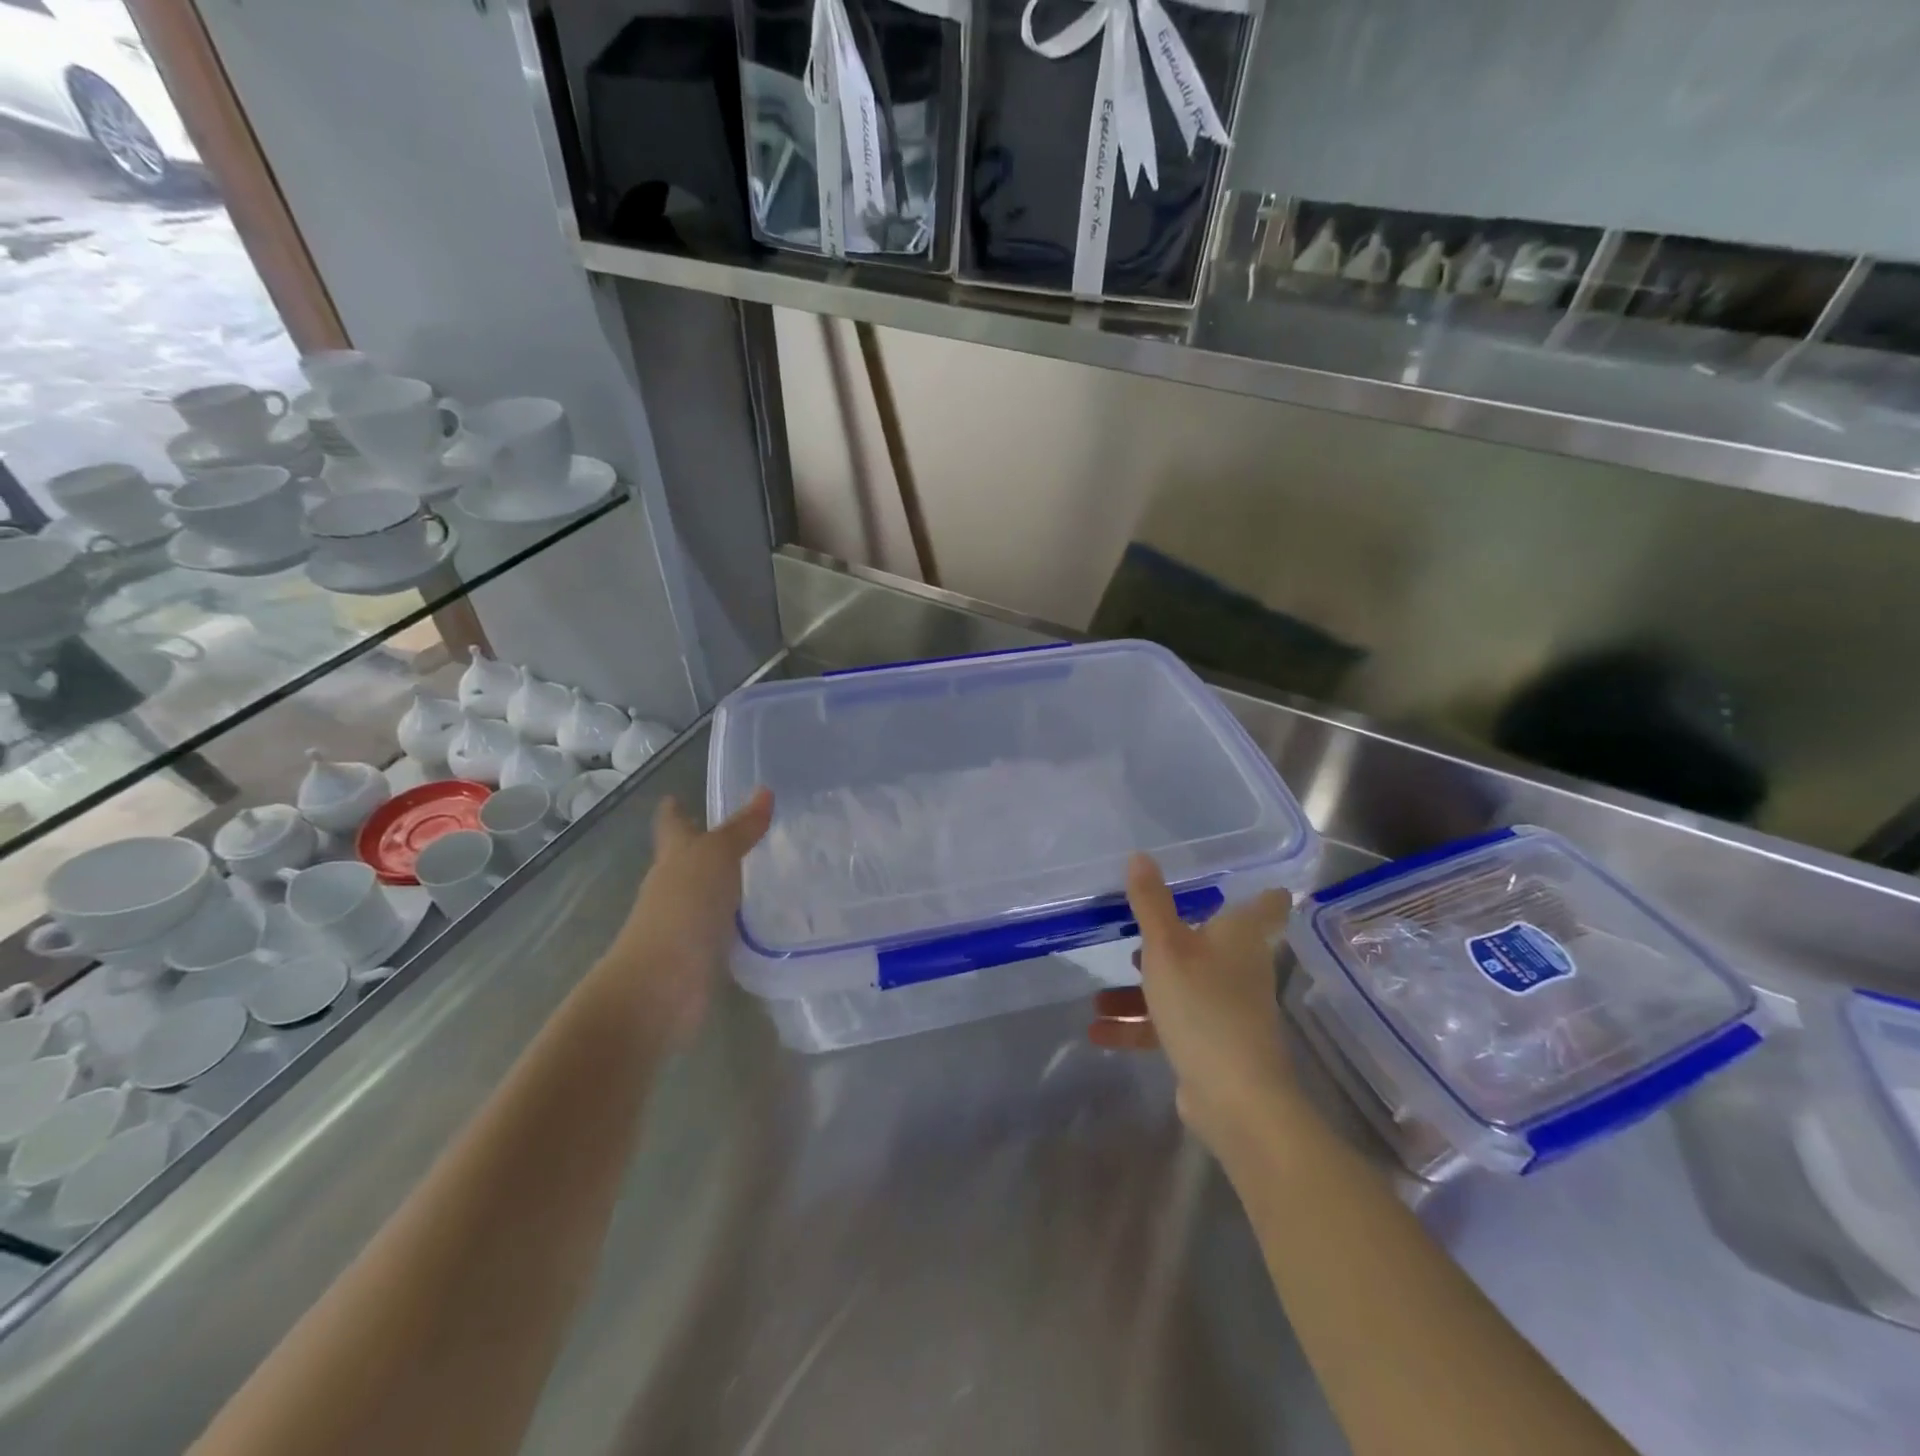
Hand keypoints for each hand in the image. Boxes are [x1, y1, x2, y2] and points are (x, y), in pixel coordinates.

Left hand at [608, 788, 772, 1047]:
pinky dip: (738, 921)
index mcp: (673, 857)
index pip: (672, 825)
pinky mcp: (703, 955)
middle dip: (707, 846)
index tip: (677, 796)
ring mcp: (686, 923)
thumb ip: (742, 828)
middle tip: (745, 833)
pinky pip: (724, 929)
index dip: (674, 810)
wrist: (663, 984)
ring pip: (708, 895)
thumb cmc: (684, 907)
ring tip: (764, 873)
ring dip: (728, 885)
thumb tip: (765, 791)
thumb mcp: (717, 856)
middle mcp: (674, 887)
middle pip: (687, 860)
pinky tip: (763, 919)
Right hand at [1088, 855, 1292, 1148]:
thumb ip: (1150, 903)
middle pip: (1209, 943)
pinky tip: (1099, 1030)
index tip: (1243, 879)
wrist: (1234, 1097)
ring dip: (1140, 991)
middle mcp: (1238, 968)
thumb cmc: (1203, 1005)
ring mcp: (1226, 1009)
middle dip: (1171, 939)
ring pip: (1180, 987)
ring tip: (1099, 995)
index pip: (1265, 904)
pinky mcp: (1211, 1045)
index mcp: (1239, 938)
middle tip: (1139, 929)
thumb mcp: (1166, 947)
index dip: (1260, 891)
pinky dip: (1138, 1026)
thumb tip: (1140, 856)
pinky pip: (1169, 1025)